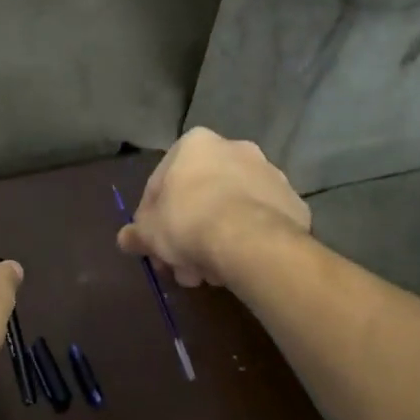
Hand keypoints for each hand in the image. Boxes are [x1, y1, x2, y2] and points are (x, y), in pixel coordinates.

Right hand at [118, 128, 309, 287]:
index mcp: (195, 144)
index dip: (152, 218)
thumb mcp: (149, 232)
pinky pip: (260, 223)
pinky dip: (247, 241)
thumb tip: (126, 239)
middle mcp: (235, 148)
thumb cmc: (189, 223)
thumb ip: (136, 233)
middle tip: (181, 265)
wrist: (251, 242)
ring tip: (208, 275)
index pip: (162, 181)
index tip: (153, 244)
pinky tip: (236, 267)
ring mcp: (270, 174)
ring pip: (231, 210)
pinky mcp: (294, 201)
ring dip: (216, 239)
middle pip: (200, 195)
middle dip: (188, 233)